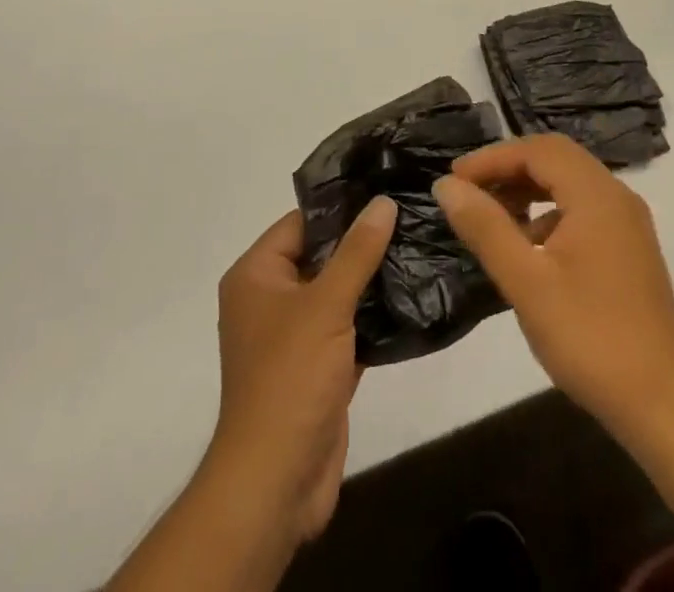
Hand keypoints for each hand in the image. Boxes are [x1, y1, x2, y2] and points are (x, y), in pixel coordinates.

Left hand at [204, 197, 396, 542]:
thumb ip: (357, 252)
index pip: (300, 223)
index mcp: (256, 275)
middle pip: (320, 256)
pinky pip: (346, 327)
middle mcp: (270, 299)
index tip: (385, 189)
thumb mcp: (325, 305)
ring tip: (417, 247)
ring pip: (336, 292)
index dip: (341, 207)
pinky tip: (410, 298)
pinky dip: (372, 317)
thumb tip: (382, 202)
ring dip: (371, 280)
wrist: (277, 483)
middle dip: (361, 242)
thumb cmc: (290, 379)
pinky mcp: (317, 367)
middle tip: (409, 215)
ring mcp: (293, 336)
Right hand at [432, 135, 673, 443]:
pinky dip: (549, 213)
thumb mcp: (526, 282)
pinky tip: (529, 249)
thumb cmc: (591, 338)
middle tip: (469, 192)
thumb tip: (446, 185)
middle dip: (508, 169)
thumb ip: (485, 227)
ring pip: (569, 184)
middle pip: (555, 159)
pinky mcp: (630, 251)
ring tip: (492, 218)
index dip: (491, 158)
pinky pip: (583, 209)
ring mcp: (628, 225)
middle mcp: (616, 197)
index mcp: (596, 195)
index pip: (536, 150)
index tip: (454, 180)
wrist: (665, 408)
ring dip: (528, 190)